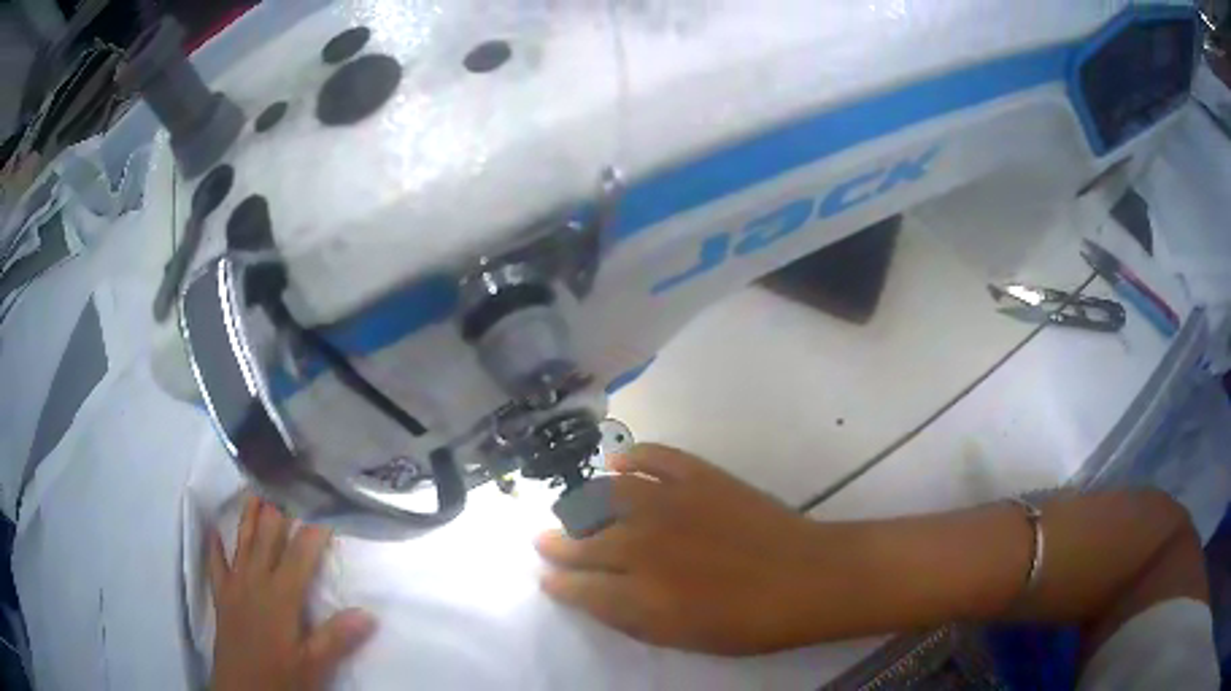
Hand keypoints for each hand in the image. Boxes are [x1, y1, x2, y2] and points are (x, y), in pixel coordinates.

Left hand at [208, 497, 376, 690]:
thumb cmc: (280, 678)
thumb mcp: (313, 664)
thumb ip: (336, 637)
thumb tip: (369, 613)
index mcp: (282, 597)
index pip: (301, 555)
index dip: (314, 528)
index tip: (325, 503)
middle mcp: (256, 582)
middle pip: (268, 539)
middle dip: (278, 509)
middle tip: (285, 479)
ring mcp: (235, 586)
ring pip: (243, 544)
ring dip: (249, 517)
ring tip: (255, 490)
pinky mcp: (222, 597)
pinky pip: (216, 565)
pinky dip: (215, 546)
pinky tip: (214, 529)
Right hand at [535, 444, 843, 654]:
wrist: (806, 578)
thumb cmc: (745, 622)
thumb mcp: (678, 636)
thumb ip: (626, 616)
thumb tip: (586, 594)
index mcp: (636, 591)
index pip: (576, 584)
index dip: (556, 580)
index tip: (545, 576)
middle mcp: (641, 543)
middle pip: (583, 541)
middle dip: (557, 543)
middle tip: (543, 539)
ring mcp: (669, 502)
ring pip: (606, 496)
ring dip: (583, 503)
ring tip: (574, 506)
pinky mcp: (698, 476)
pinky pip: (653, 457)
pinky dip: (631, 457)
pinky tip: (617, 461)